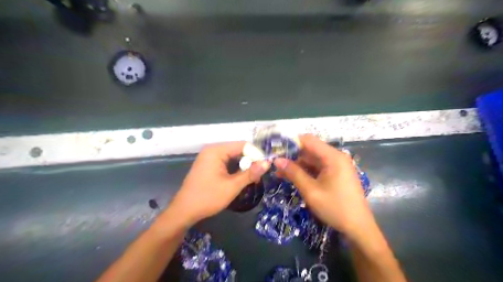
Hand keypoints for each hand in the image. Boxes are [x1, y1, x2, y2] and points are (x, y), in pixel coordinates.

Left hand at [169, 142, 270, 225]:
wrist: (184, 211)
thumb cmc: (208, 198)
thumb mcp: (232, 186)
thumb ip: (250, 173)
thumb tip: (267, 163)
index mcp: (216, 150)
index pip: (243, 145)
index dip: (256, 154)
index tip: (264, 167)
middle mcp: (212, 150)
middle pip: (238, 149)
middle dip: (250, 161)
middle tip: (259, 175)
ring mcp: (209, 157)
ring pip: (233, 156)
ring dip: (243, 166)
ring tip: (252, 179)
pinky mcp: (208, 164)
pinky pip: (226, 162)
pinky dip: (235, 169)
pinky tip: (240, 178)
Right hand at [274, 134, 374, 235]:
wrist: (358, 228)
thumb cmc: (335, 208)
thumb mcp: (311, 191)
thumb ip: (294, 173)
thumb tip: (277, 160)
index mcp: (333, 157)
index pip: (308, 140)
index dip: (291, 142)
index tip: (276, 150)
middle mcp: (336, 157)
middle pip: (310, 149)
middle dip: (292, 155)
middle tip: (275, 163)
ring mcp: (337, 165)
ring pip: (312, 159)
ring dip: (297, 165)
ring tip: (279, 172)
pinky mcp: (336, 174)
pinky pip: (318, 167)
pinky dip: (305, 171)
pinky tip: (292, 177)